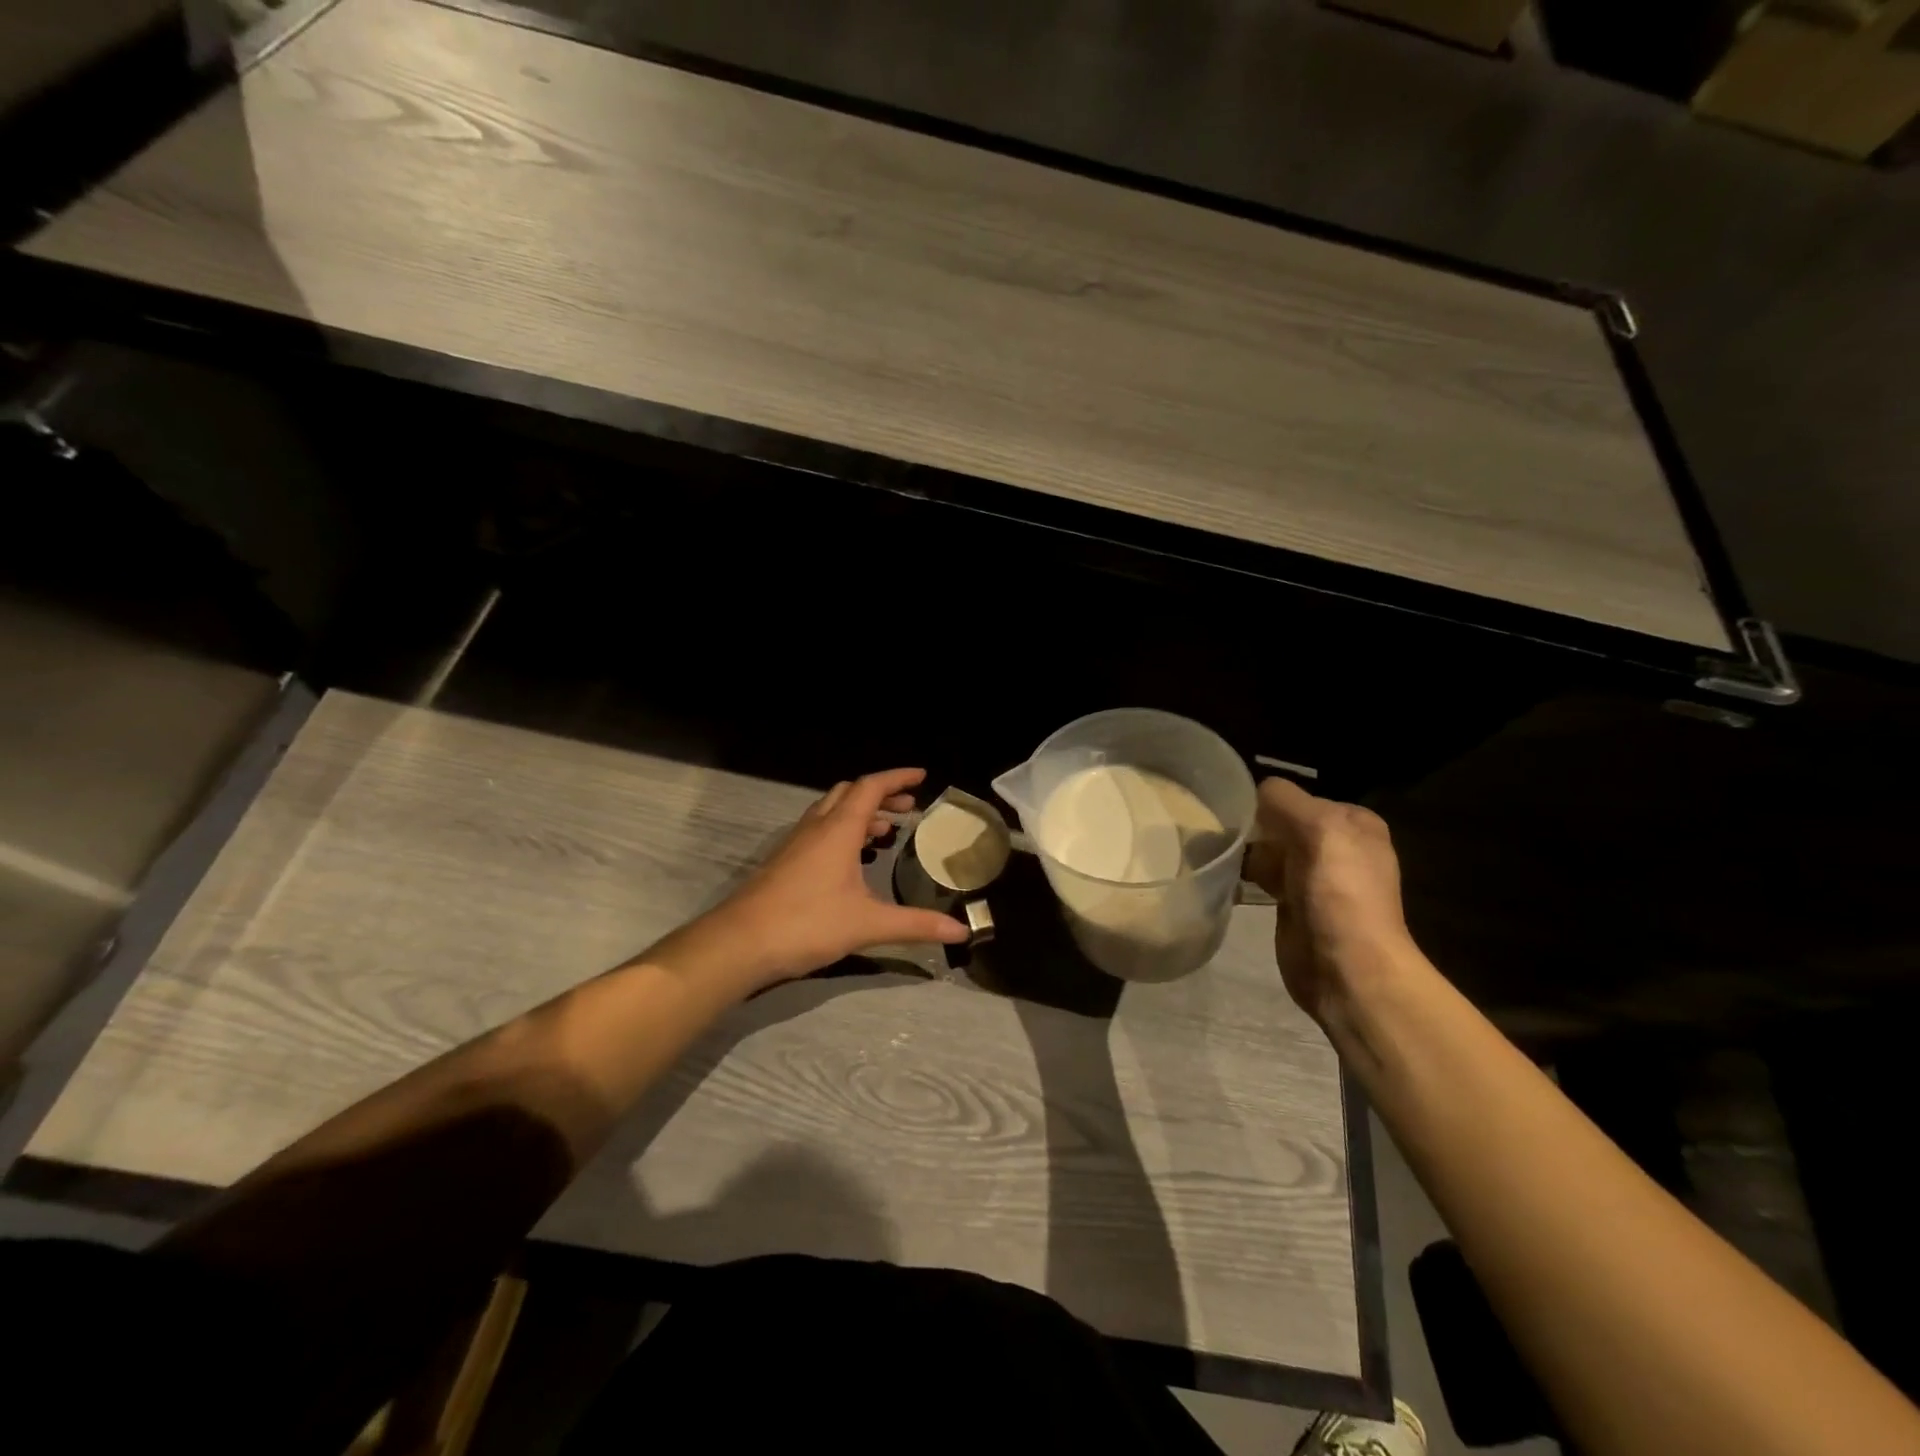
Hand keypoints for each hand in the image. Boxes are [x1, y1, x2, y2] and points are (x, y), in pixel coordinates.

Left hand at [686, 768, 968, 994]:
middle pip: (850, 793)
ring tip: (885, 831)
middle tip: (908, 808)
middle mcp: (816, 827)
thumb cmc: (807, 924)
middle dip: (881, 794)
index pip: (871, 786)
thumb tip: (961, 930)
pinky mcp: (784, 862)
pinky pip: (818, 831)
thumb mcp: (868, 924)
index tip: (922, 776)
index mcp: (838, 829)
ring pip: (831, 811)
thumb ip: (915, 925)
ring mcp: (795, 844)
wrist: (740, 943)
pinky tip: (851, 862)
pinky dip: (842, 831)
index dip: (897, 778)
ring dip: (859, 812)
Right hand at [1244, 778, 1418, 1025]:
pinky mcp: (1293, 905)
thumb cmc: (1339, 890)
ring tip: (1215, 852)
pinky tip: (1223, 877)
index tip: (1240, 813)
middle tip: (1221, 833)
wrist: (1346, 968)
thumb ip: (1283, 799)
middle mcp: (1337, 846)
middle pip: (1282, 822)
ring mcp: (1314, 878)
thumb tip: (1253, 792)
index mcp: (1354, 823)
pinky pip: (1261, 878)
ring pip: (1268, 850)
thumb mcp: (1317, 826)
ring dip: (1245, 851)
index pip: (1300, 796)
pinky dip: (1243, 877)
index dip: (1270, 803)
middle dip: (1254, 827)